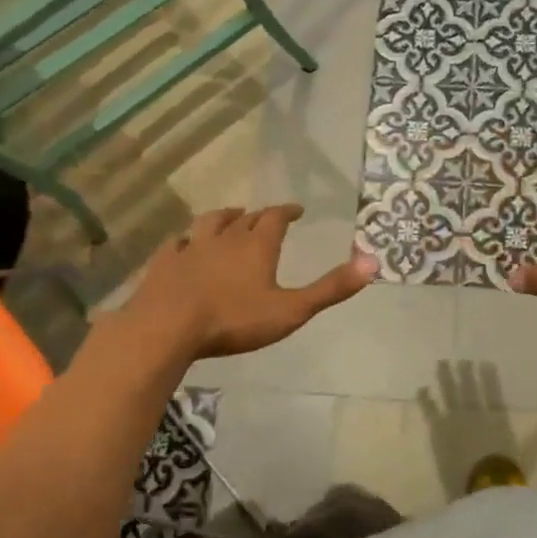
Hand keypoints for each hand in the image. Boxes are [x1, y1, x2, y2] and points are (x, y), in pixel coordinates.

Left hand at [123, 205, 376, 358]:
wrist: (166, 328)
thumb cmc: (233, 320)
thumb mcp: (291, 309)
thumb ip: (331, 288)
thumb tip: (373, 262)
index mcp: (257, 245)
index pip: (276, 218)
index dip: (288, 211)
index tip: (297, 210)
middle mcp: (224, 239)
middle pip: (245, 219)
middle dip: (259, 215)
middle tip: (268, 216)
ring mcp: (190, 249)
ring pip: (209, 223)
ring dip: (223, 218)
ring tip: (230, 217)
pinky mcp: (163, 264)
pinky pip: (175, 244)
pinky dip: (184, 240)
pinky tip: (182, 244)